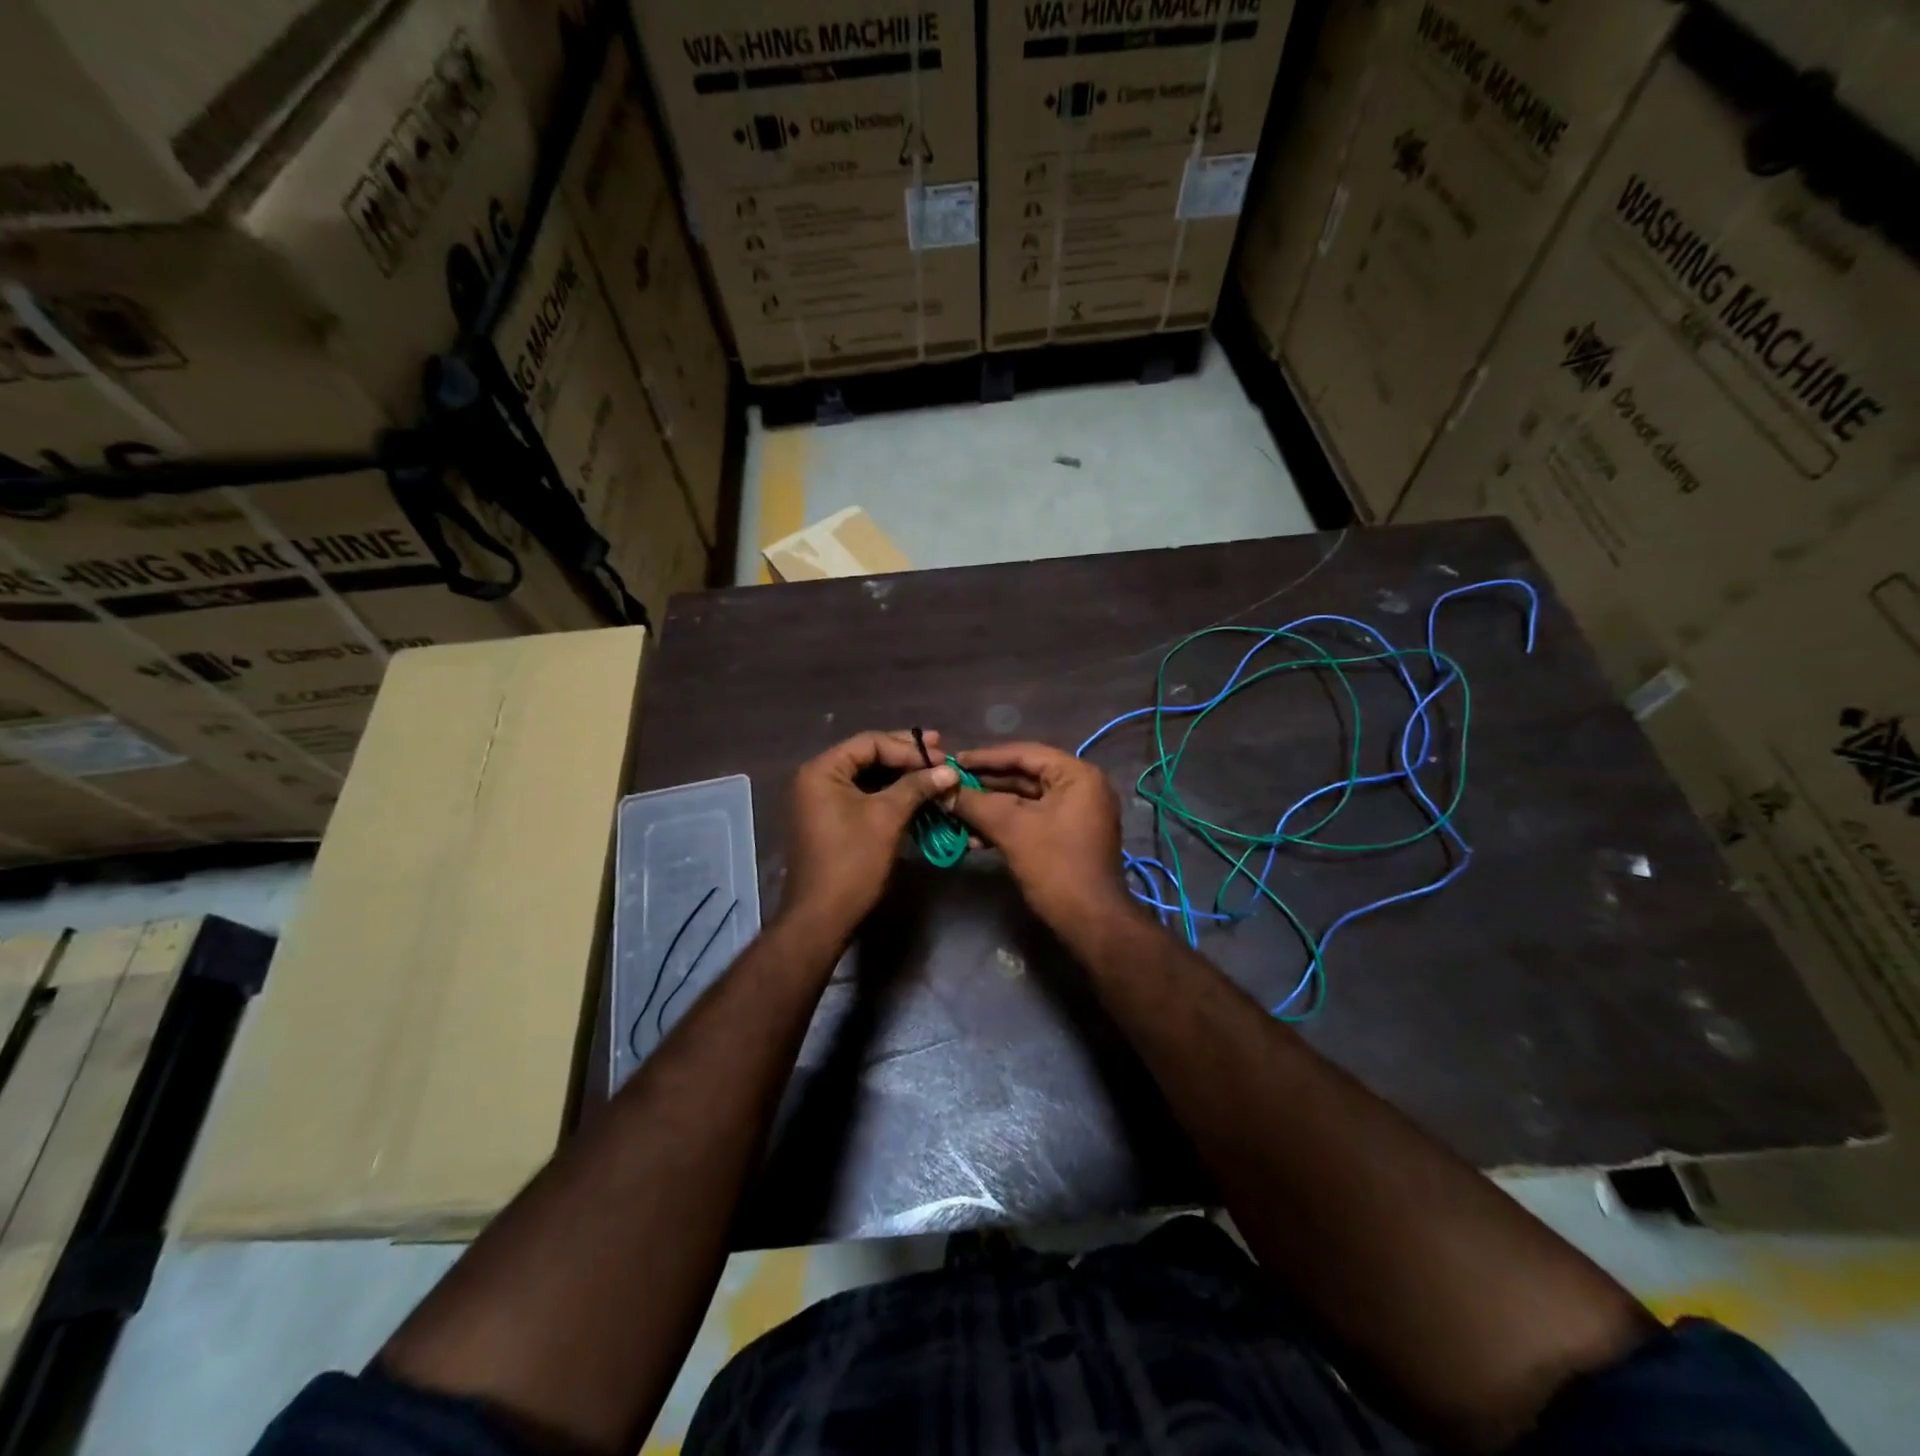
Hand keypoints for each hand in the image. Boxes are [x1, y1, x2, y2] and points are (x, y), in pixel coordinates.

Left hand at [782, 729, 957, 935]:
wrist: (822, 917)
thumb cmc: (852, 862)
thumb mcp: (887, 818)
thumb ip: (917, 787)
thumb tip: (949, 769)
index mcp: (823, 770)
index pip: (870, 743)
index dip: (908, 748)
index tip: (941, 756)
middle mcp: (818, 779)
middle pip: (868, 756)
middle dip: (906, 757)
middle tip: (942, 753)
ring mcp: (823, 801)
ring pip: (869, 778)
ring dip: (902, 776)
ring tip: (935, 774)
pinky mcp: (832, 821)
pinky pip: (865, 797)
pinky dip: (891, 796)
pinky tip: (918, 797)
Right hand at [950, 741, 1128, 932]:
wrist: (1092, 922)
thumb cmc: (1056, 866)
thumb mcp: (1011, 829)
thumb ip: (975, 804)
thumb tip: (943, 790)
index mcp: (1077, 775)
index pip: (1024, 754)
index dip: (985, 757)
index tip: (953, 761)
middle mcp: (1081, 787)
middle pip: (1024, 776)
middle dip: (985, 785)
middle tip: (949, 786)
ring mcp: (1076, 813)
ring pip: (1025, 801)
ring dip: (990, 808)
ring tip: (955, 813)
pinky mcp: (1068, 836)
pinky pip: (1032, 820)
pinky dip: (1005, 826)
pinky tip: (974, 838)